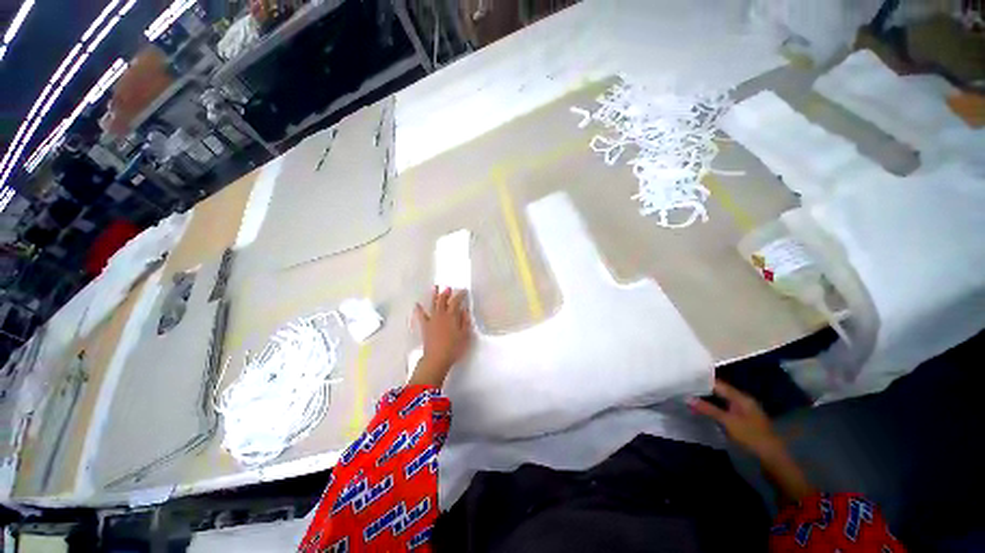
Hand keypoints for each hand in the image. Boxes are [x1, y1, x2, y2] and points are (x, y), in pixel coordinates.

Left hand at [409, 287, 472, 387]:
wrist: (437, 358)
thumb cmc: (454, 347)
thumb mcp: (465, 335)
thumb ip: (465, 321)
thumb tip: (464, 310)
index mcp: (452, 316)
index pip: (456, 301)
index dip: (460, 295)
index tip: (464, 291)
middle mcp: (441, 315)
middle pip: (443, 300)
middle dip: (446, 293)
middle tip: (448, 288)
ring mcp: (432, 320)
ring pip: (433, 304)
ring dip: (434, 295)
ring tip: (435, 288)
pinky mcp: (425, 326)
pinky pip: (421, 316)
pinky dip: (419, 310)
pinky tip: (417, 305)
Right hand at [690, 379, 783, 458]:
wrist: (771, 458)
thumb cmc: (751, 437)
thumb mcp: (727, 422)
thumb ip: (707, 409)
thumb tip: (687, 398)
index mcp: (741, 397)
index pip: (718, 384)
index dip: (702, 381)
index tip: (685, 380)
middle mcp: (743, 401)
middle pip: (720, 392)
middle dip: (703, 391)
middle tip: (684, 389)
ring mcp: (744, 412)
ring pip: (721, 401)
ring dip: (707, 401)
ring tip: (689, 399)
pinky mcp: (742, 422)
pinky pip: (724, 410)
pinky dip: (714, 409)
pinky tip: (704, 412)